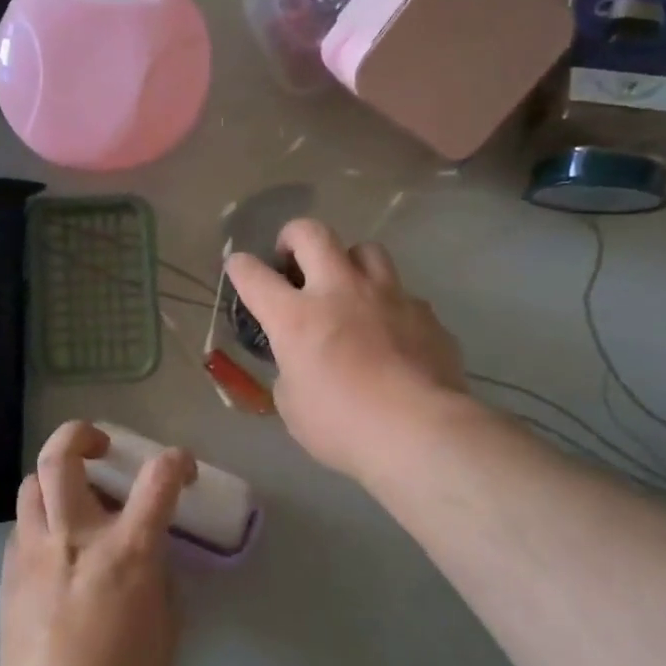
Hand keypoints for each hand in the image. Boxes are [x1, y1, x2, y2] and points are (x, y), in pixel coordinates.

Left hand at [0, 421, 193, 665]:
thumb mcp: (165, 624)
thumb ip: (158, 577)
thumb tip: (148, 558)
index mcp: (127, 548)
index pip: (158, 478)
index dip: (175, 461)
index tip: (180, 467)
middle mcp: (75, 534)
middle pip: (61, 455)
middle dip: (80, 434)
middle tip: (99, 447)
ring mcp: (35, 550)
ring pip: (31, 483)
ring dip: (54, 479)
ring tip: (71, 498)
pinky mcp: (9, 573)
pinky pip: (21, 527)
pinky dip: (39, 523)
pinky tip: (52, 549)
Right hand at [226, 219, 466, 478]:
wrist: (420, 432)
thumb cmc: (343, 426)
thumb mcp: (293, 404)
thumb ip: (291, 370)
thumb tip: (300, 361)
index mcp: (297, 317)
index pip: (254, 276)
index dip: (241, 267)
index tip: (239, 267)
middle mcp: (340, 292)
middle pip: (313, 233)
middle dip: (294, 237)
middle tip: (292, 258)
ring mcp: (388, 297)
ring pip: (366, 249)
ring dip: (349, 262)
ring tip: (347, 287)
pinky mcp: (425, 314)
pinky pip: (402, 295)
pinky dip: (389, 306)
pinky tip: (391, 334)